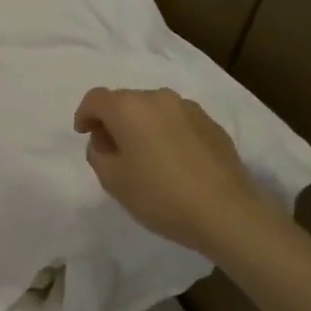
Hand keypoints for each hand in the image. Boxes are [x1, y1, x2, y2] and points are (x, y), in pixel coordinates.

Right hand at [73, 87, 273, 254]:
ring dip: (142, 126)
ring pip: (153, 110)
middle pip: (125, 101)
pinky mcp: (212, 124)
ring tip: (145, 157)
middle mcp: (159, 98)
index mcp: (129, 108)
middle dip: (113, 121)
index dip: (84, 115)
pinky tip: (173, 162)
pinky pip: (177, 121)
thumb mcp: (112, 180)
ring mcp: (189, 109)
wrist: (226, 212)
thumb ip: (98, 153)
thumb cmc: (160, 196)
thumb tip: (106, 140)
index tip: (84, 135)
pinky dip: (166, 133)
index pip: (96, 99)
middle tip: (112, 151)